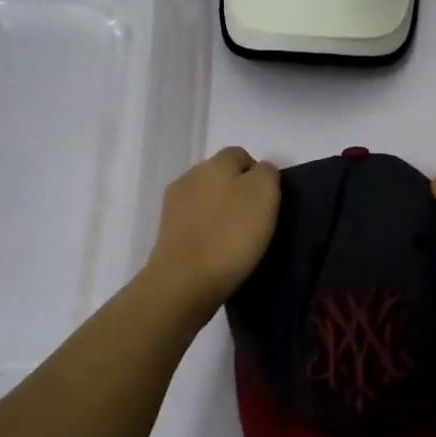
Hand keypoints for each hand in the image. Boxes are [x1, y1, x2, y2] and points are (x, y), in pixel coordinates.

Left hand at [143, 147, 280, 317]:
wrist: (185, 281)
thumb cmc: (231, 234)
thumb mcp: (264, 194)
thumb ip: (266, 173)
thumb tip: (259, 172)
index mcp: (215, 163)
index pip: (240, 154)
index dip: (258, 173)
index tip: (269, 202)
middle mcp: (190, 176)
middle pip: (220, 176)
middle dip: (237, 191)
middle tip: (255, 221)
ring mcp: (173, 205)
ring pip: (205, 199)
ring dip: (220, 212)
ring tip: (235, 239)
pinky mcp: (166, 232)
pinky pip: (194, 223)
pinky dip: (206, 231)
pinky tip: (216, 250)